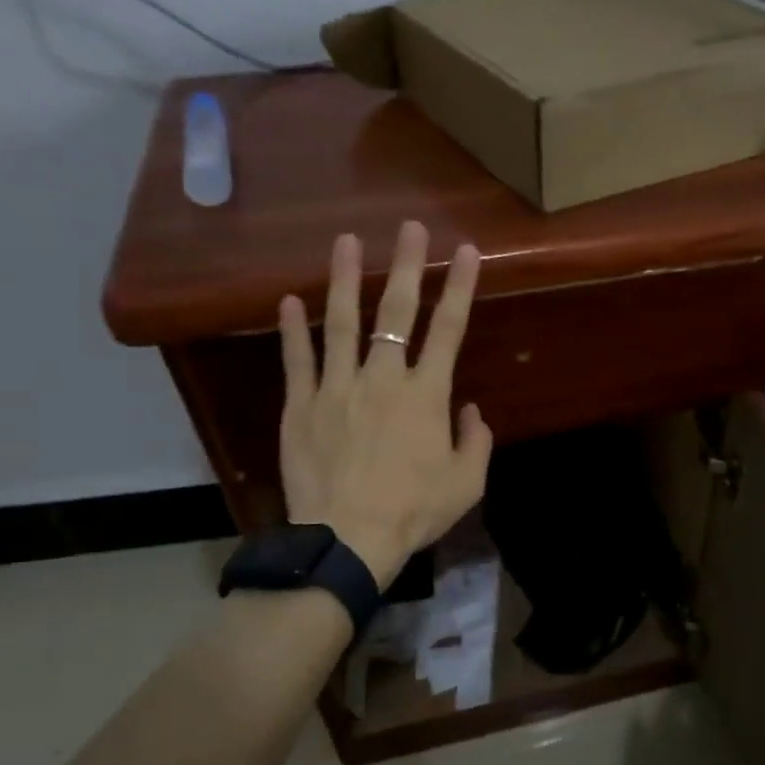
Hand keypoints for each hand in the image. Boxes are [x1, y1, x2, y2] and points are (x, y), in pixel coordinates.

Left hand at [277, 221, 492, 588]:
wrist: (347, 538)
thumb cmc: (413, 512)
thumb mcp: (466, 483)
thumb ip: (475, 440)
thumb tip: (470, 408)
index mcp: (426, 395)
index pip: (449, 329)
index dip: (460, 287)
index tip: (466, 251)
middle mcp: (383, 379)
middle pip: (396, 313)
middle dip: (408, 266)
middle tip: (410, 227)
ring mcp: (337, 388)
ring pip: (341, 323)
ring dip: (345, 280)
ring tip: (346, 241)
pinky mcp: (301, 405)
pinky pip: (297, 360)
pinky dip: (292, 329)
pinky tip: (289, 300)